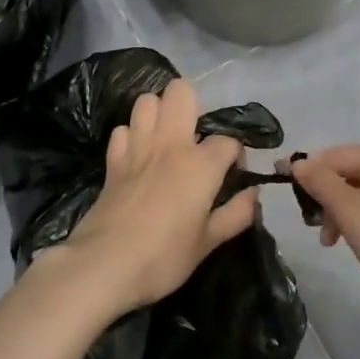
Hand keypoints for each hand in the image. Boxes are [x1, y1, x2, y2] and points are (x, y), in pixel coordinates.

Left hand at [51, 79, 258, 319]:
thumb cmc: (164, 257)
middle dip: (194, 106)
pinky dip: (132, 136)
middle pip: (181, 93)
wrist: (104, 265)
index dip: (236, 155)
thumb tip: (254, 194)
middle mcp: (169, 145)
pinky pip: (122, 130)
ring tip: (167, 140)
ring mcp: (137, 148)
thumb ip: (236, 214)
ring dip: (159, 113)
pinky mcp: (113, 161)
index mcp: (200, 164)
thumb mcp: (209, 242)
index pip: (228, 140)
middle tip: (197, 139)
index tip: (233, 175)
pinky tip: (139, 156)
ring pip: (147, 102)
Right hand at [288, 145, 359, 310]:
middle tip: (322, 234)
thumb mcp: (348, 209)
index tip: (289, 197)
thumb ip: (320, 181)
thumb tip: (299, 162)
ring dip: (348, 214)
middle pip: (353, 174)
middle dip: (330, 200)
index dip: (308, 172)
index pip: (335, 155)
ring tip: (341, 244)